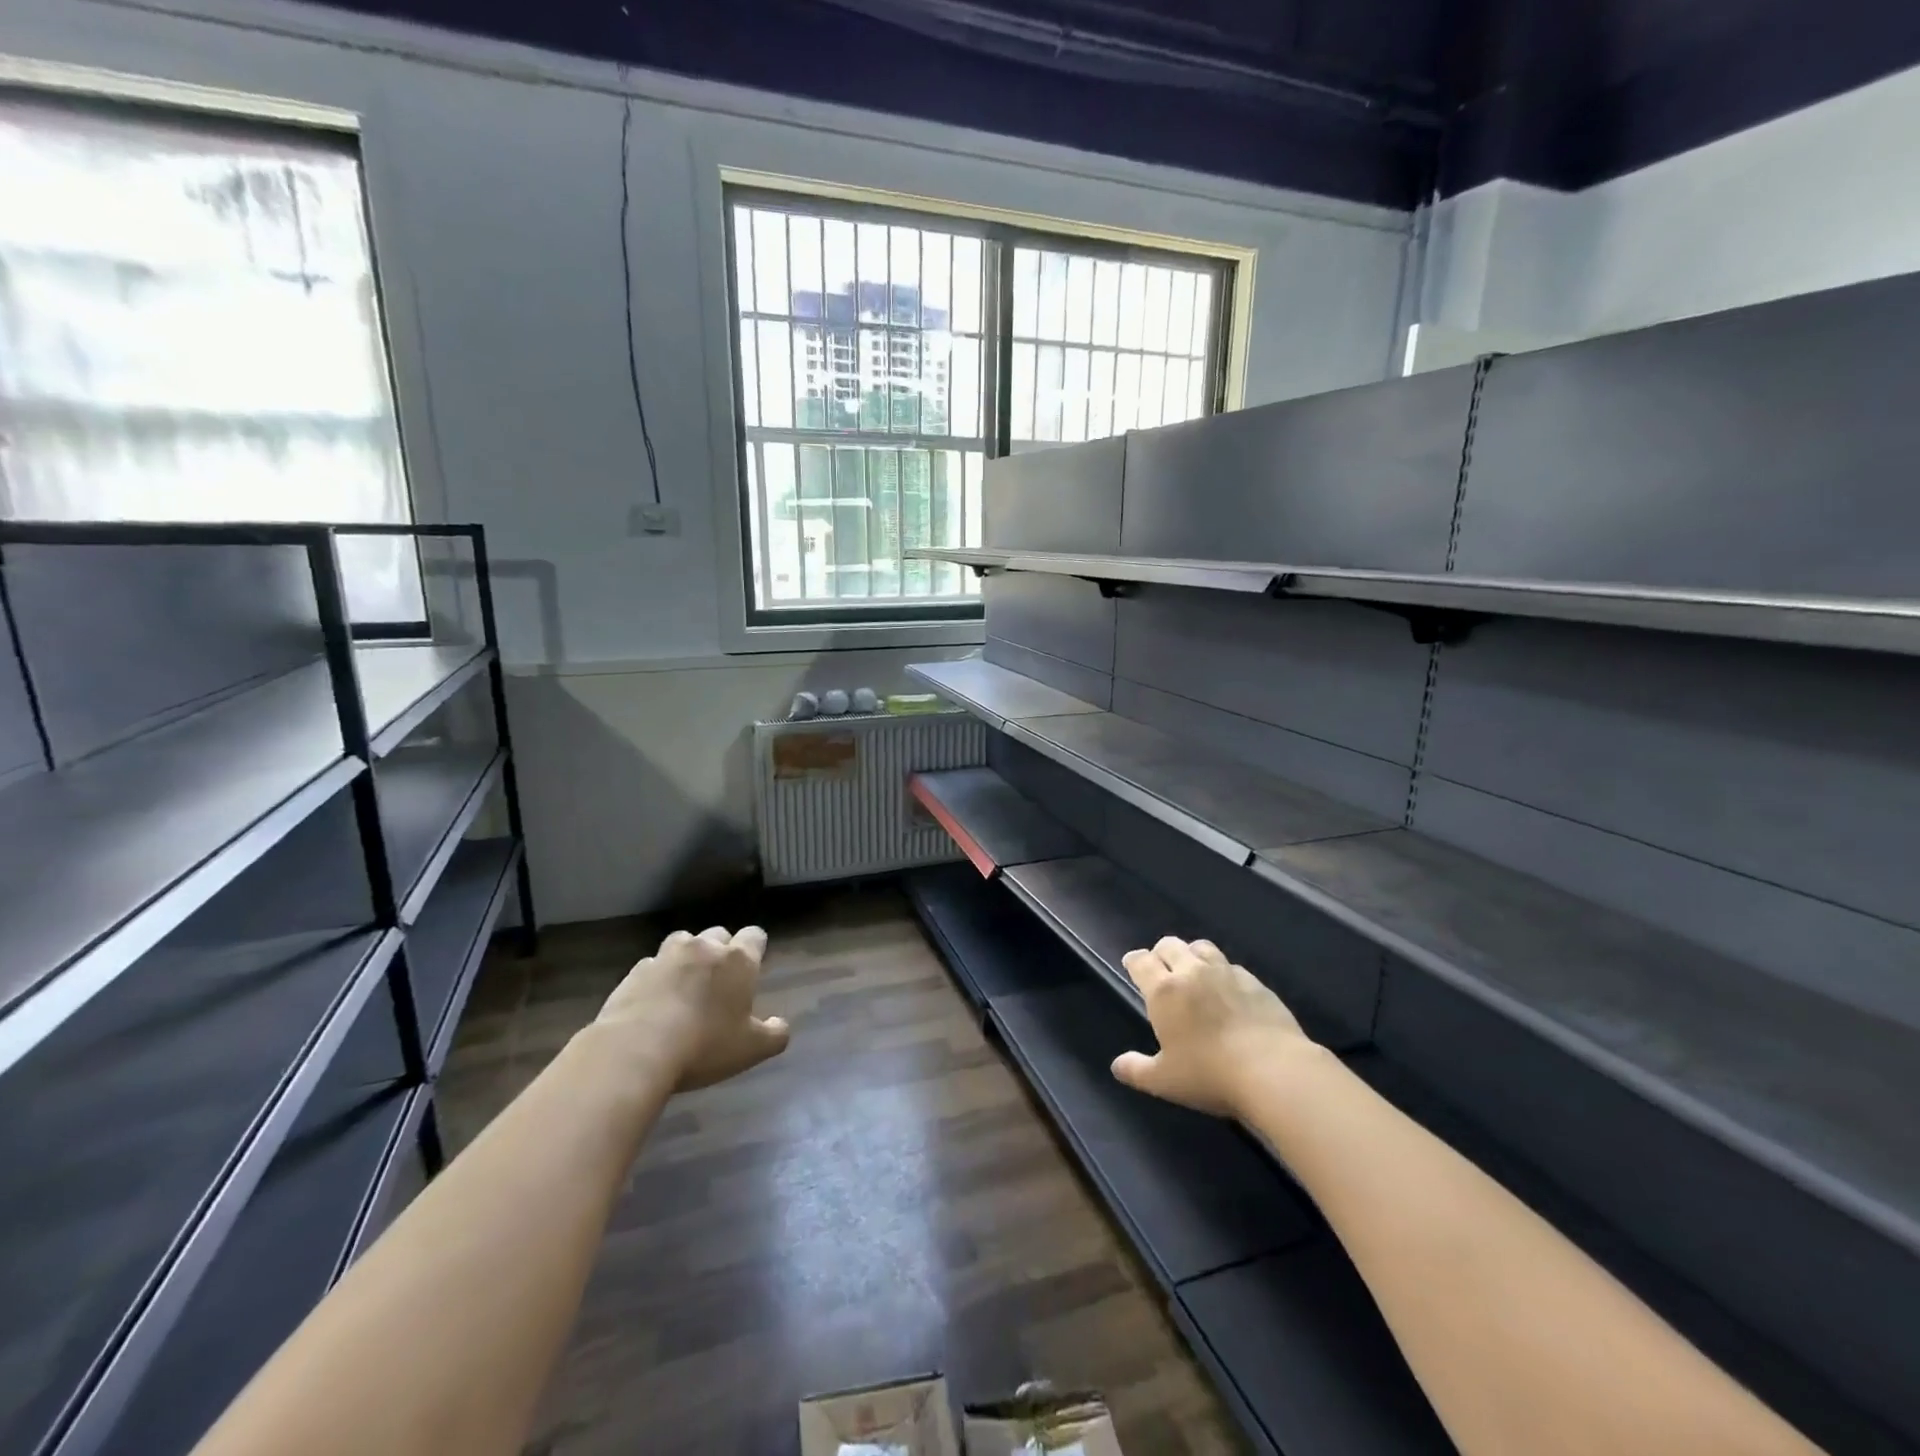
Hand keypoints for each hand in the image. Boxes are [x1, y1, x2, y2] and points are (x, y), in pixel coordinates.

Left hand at [595, 926, 790, 1090]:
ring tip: (685, 984)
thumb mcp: (751, 1049)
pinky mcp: (634, 972)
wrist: (635, 1051)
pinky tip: (654, 1001)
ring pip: (682, 943)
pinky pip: (652, 965)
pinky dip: (657, 977)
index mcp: (738, 960)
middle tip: (719, 980)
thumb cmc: (704, 1046)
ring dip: (687, 957)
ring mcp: (665, 956)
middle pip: (718, 934)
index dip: (756, 947)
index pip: (754, 935)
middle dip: (721, 950)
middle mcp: (703, 948)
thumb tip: (780, 1025)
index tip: (754, 965)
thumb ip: (774, 1034)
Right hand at [1111, 936, 1315, 1118]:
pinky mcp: (1255, 982)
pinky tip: (1228, 991)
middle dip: (1161, 952)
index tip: (1132, 965)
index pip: (1141, 961)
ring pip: (1202, 947)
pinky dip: (1223, 972)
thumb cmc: (1209, 1074)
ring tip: (1194, 971)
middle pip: (1170, 945)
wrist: (1274, 1070)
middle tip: (1161, 969)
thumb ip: (1137, 1070)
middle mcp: (1192, 972)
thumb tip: (1117, 1066)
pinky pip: (1232, 966)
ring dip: (1192, 954)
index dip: (1134, 961)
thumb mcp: (1164, 1081)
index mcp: (1164, 991)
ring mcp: (1226, 973)